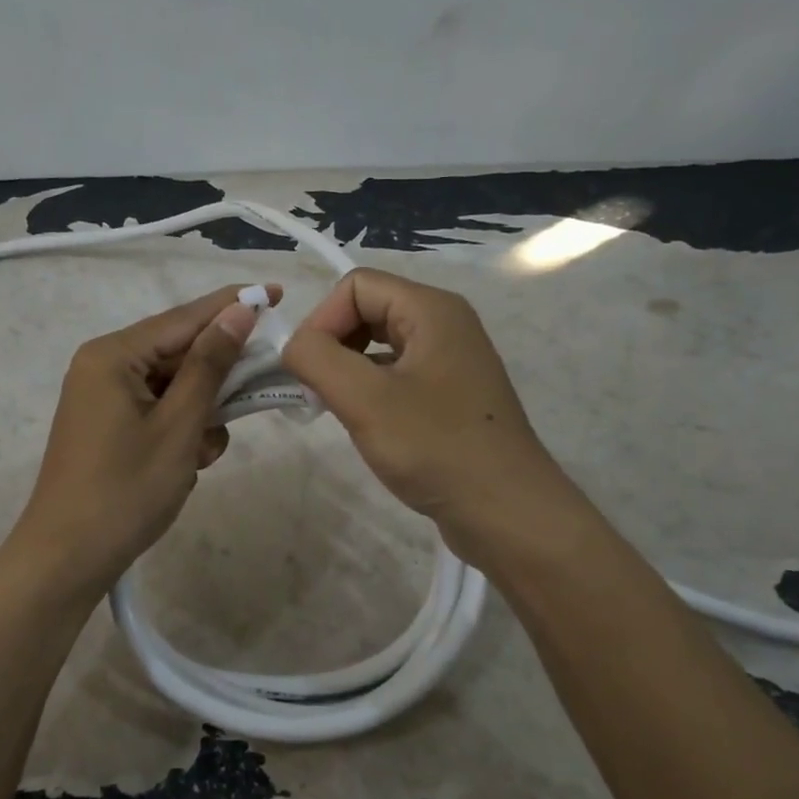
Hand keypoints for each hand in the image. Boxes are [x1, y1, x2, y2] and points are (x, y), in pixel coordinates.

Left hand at [12, 283, 280, 593]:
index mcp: (112, 355)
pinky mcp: (109, 427)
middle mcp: (104, 366)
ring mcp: (104, 399)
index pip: (184, 318)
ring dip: (200, 415)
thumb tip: (239, 311)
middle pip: (179, 353)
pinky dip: (180, 432)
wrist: (67, 558)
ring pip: (173, 388)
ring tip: (200, 455)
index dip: (233, 305)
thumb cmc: (126, 490)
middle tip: (255, 393)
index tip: (277, 292)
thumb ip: (210, 365)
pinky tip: (186, 465)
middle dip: (217, 379)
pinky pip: (158, 412)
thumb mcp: (178, 426)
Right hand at [282, 268, 576, 562]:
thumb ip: (316, 359)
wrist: (506, 512)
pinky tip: (363, 424)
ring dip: (347, 370)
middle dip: (332, 345)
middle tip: (315, 392)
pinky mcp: (449, 396)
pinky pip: (396, 375)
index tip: (305, 370)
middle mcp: (445, 324)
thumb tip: (292, 346)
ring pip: (379, 345)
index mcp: (432, 310)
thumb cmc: (436, 448)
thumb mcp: (365, 399)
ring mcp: (450, 362)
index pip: (355, 286)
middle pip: (367, 310)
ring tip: (334, 409)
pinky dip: (369, 391)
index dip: (321, 320)